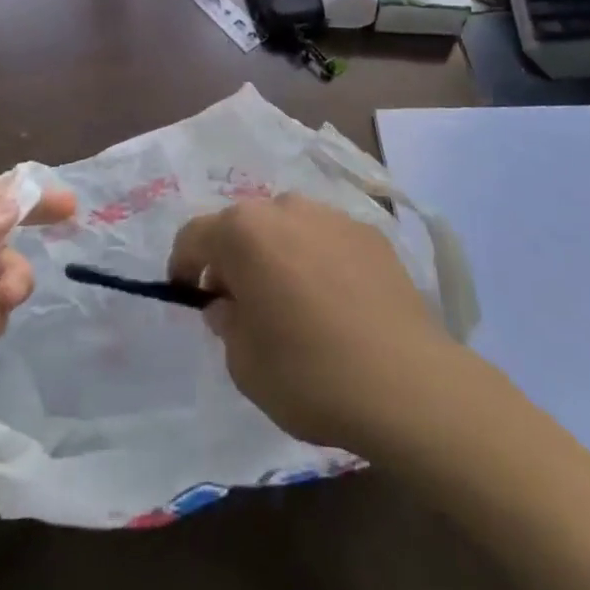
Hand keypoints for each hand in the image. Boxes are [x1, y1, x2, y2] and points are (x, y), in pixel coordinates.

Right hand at [168, 193, 456, 456]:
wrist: (406, 382)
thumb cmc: (309, 373)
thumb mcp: (244, 363)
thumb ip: (226, 323)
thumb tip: (229, 303)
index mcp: (244, 232)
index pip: (194, 235)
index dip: (183, 265)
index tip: (188, 295)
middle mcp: (285, 207)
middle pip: (244, 226)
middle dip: (234, 259)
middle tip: (241, 304)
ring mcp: (331, 215)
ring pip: (287, 227)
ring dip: (277, 254)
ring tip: (292, 302)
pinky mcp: (370, 233)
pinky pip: (327, 239)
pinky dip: (318, 260)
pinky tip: (335, 302)